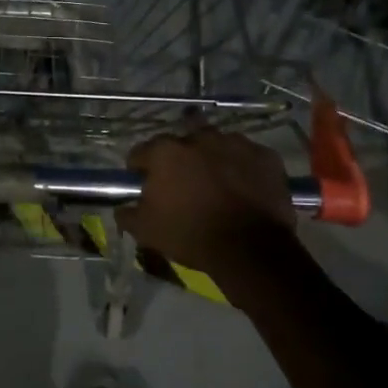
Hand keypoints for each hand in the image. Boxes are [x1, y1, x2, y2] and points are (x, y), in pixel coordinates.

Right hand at [115, 125, 299, 282]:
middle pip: (182, 140)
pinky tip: (244, 187)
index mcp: (166, 152)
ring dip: (213, 157)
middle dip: (179, 155)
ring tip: (217, 182)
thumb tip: (122, 209)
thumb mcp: (146, 231)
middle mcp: (199, 138)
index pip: (141, 152)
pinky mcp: (266, 155)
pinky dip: (243, 167)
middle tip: (183, 180)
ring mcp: (236, 143)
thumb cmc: (191, 235)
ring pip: (217, 144)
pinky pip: (248, 156)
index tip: (144, 184)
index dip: (140, 169)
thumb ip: (128, 214)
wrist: (250, 249)